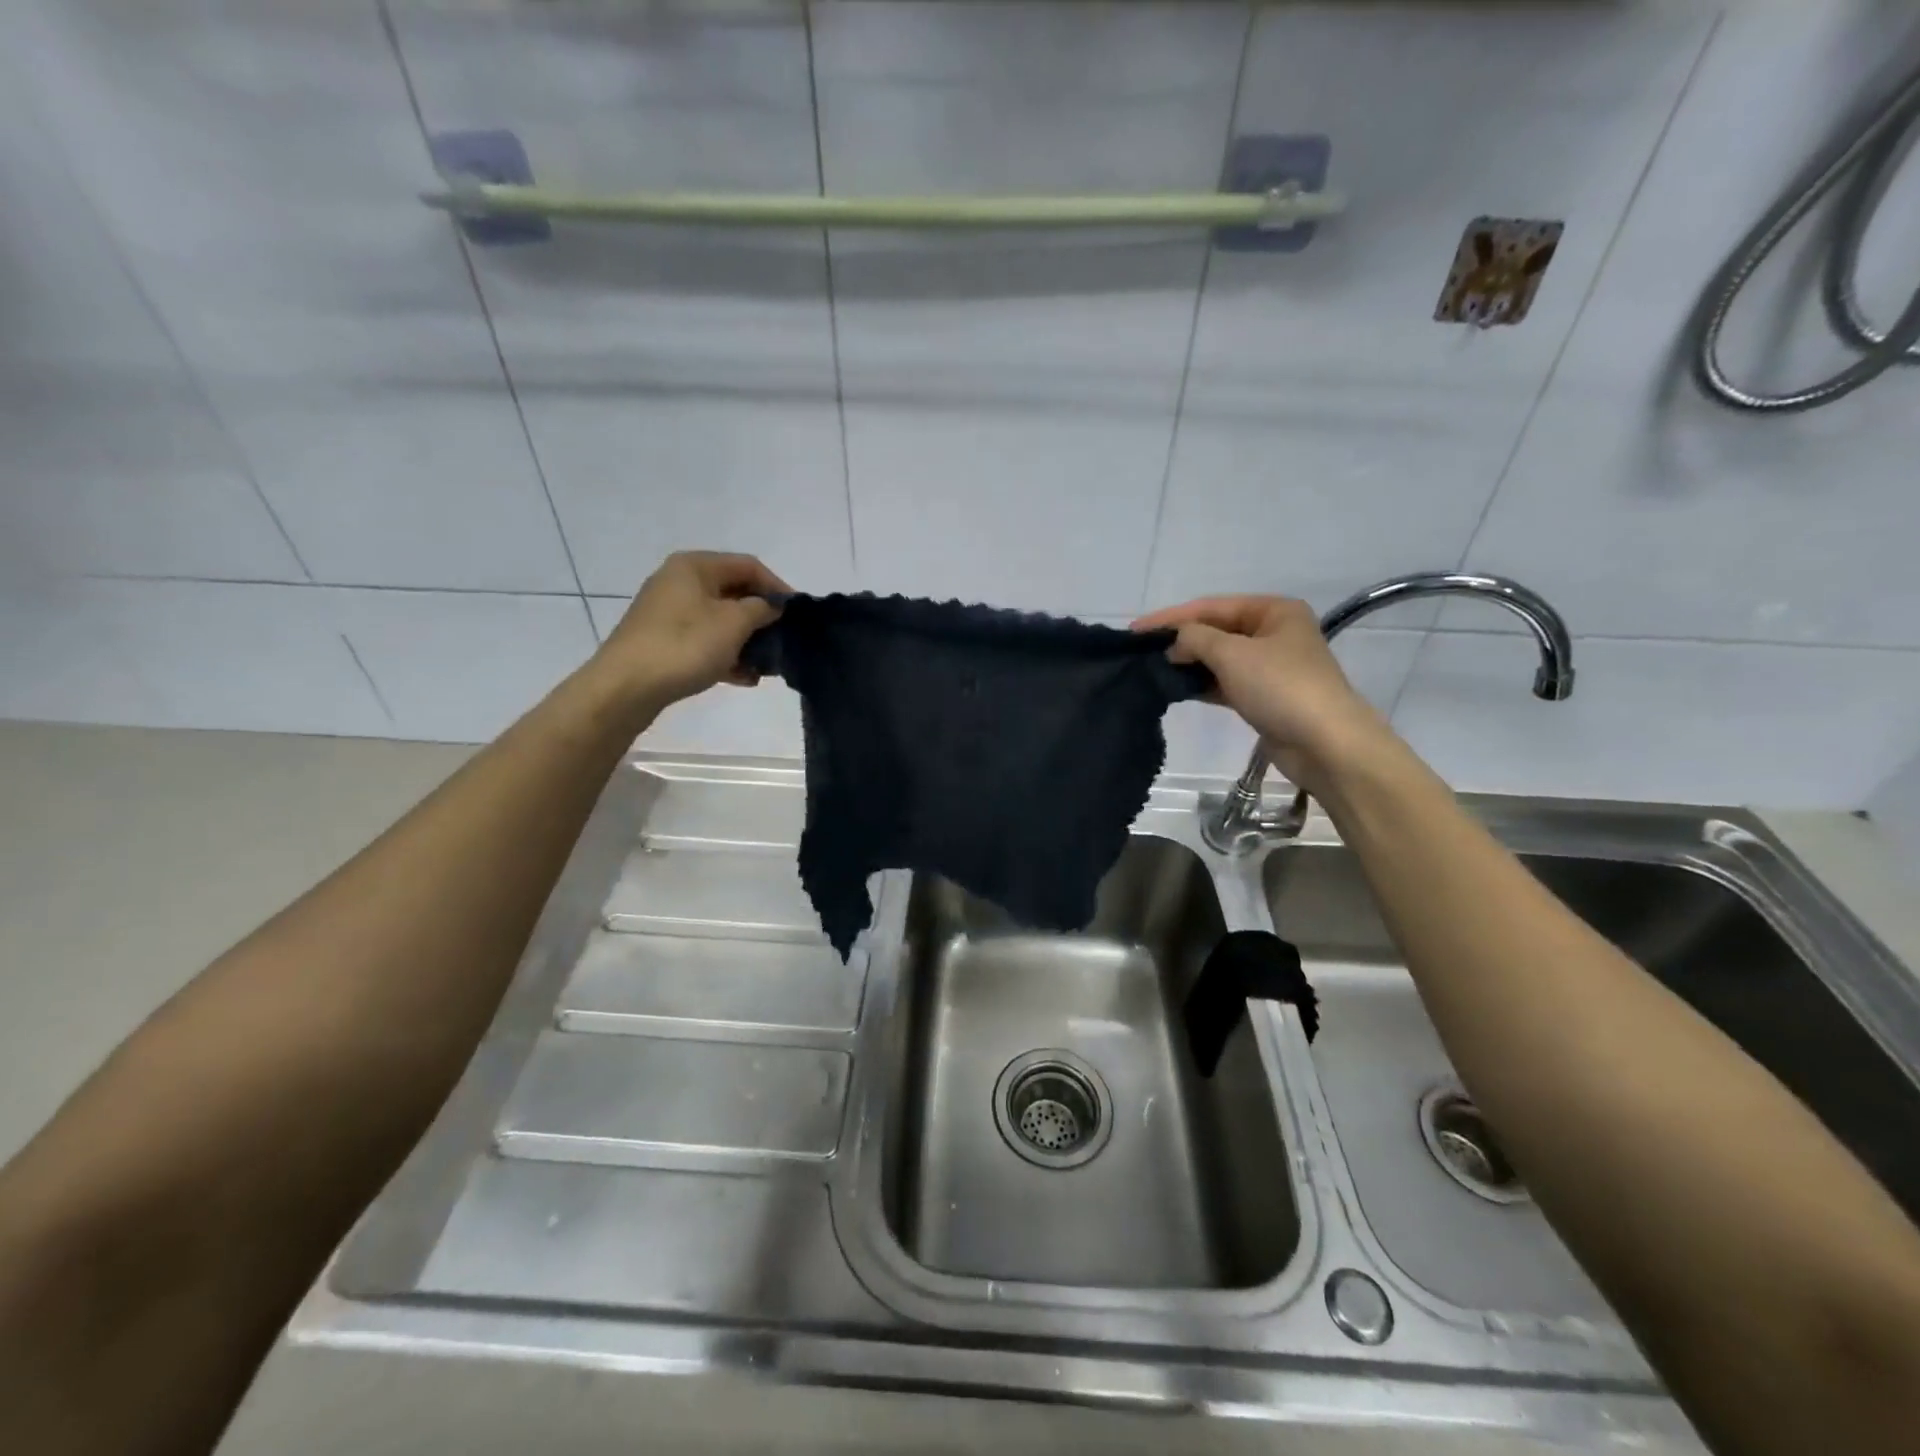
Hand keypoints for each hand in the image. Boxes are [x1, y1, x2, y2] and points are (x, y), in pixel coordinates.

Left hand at [594, 551, 789, 710]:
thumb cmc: (685, 645)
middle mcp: (679, 581)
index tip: (797, 614)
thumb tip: (773, 605)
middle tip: (784, 640)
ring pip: (720, 620)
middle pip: (734, 592)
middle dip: (762, 617)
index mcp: (695, 566)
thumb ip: (761, 609)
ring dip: (747, 640)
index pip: (748, 566)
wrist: (626, 687)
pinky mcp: (663, 640)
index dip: (777, 586)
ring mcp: (668, 612)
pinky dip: (725, 654)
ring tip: (766, 665)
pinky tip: (744, 678)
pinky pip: (704, 641)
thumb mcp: (734, 623)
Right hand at [1132, 595, 1394, 793]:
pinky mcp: (1265, 697)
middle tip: (1141, 651)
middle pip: (1216, 630)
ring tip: (1153, 670)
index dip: (1171, 617)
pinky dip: (1202, 684)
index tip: (1135, 630)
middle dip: (1180, 639)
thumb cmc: (1281, 687)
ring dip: (1189, 663)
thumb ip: (1195, 639)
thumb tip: (1174, 644)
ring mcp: (1271, 667)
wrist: (1325, 743)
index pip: (1212, 606)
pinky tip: (1177, 689)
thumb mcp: (1232, 654)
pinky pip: (1226, 683)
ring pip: (1220, 658)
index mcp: (1274, 610)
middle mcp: (1274, 633)